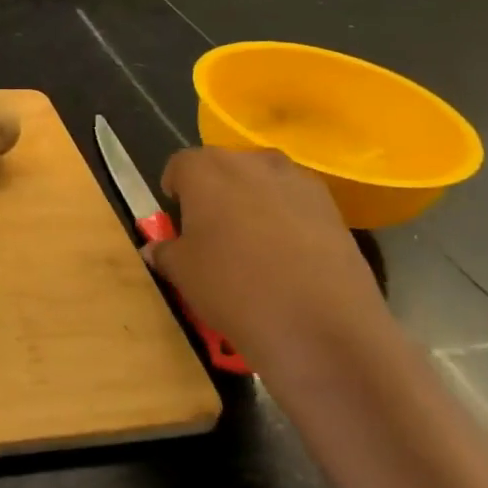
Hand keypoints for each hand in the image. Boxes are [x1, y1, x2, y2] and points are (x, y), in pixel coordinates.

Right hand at [146, 147, 387, 371]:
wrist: (319, 325)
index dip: (176, 191)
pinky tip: (287, 257)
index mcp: (206, 169)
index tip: (177, 218)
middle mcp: (251, 162)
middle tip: (212, 232)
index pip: (180, 165)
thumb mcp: (182, 273)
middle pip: (224, 167)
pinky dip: (287, 219)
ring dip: (252, 202)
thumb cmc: (233, 288)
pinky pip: (295, 203)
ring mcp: (297, 180)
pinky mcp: (332, 206)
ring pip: (263, 182)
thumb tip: (156, 248)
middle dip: (214, 192)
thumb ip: (166, 252)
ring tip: (252, 245)